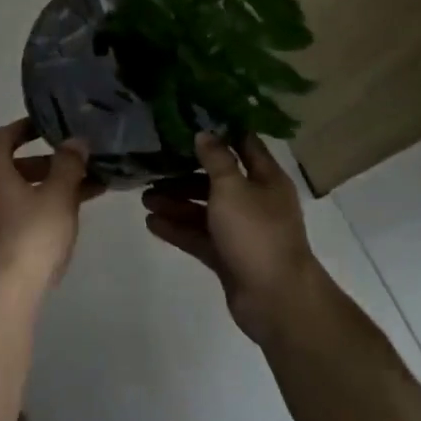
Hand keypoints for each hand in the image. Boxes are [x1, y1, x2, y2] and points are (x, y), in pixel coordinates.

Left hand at [0, 119, 97, 296]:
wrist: (4, 296)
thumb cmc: (30, 235)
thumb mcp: (58, 195)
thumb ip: (68, 165)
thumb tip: (75, 140)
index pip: (3, 137)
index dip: (24, 127)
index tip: (49, 125)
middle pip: (14, 167)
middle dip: (49, 163)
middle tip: (78, 163)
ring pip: (22, 195)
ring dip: (52, 189)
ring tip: (88, 192)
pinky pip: (22, 218)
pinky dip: (44, 211)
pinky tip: (70, 222)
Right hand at [143, 133, 326, 344]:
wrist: (276, 300)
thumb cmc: (256, 233)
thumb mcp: (232, 187)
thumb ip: (216, 159)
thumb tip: (204, 133)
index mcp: (266, 178)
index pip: (243, 144)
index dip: (219, 131)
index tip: (189, 120)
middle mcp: (255, 201)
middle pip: (217, 179)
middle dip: (184, 174)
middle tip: (154, 167)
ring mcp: (242, 231)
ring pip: (205, 209)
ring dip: (176, 202)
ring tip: (145, 198)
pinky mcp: (228, 257)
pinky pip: (199, 236)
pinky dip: (178, 229)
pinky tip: (152, 223)